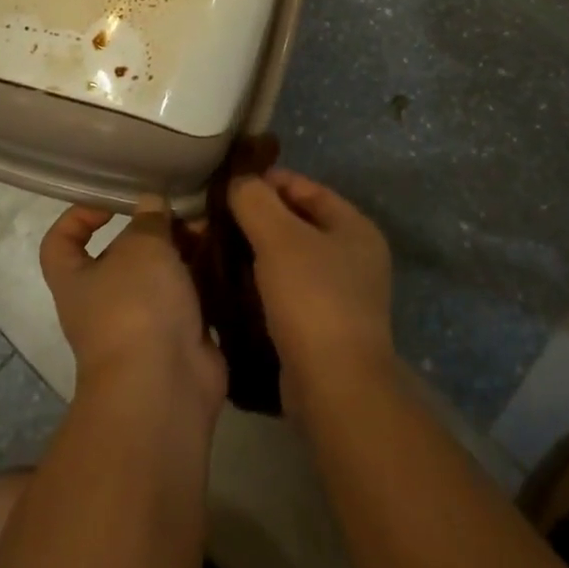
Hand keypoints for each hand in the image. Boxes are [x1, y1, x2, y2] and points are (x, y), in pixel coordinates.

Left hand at [40, 202, 226, 421]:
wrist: (163, 385)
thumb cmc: (136, 306)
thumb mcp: (141, 247)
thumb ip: (148, 220)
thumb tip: (150, 203)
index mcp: (76, 279)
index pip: (60, 242)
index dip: (79, 216)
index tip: (112, 202)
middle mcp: (103, 301)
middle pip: (121, 255)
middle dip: (152, 230)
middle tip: (182, 210)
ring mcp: (141, 322)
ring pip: (159, 275)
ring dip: (182, 251)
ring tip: (208, 226)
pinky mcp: (176, 337)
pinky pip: (187, 298)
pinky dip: (202, 277)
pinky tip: (222, 254)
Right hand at [228, 170, 395, 417]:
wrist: (334, 387)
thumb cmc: (312, 298)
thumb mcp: (279, 238)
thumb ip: (255, 199)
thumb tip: (237, 180)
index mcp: (355, 227)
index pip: (305, 187)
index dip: (266, 181)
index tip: (226, 185)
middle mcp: (354, 257)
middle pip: (296, 223)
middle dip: (256, 219)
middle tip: (213, 220)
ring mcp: (341, 295)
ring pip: (288, 259)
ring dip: (254, 253)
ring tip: (213, 250)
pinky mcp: (322, 327)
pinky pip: (286, 291)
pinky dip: (260, 284)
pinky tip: (229, 285)